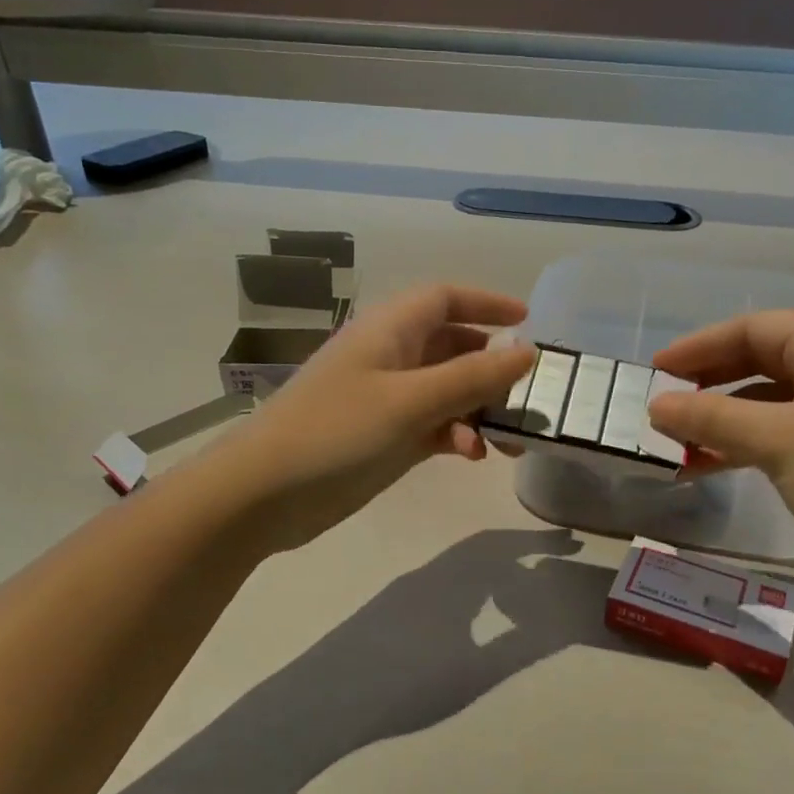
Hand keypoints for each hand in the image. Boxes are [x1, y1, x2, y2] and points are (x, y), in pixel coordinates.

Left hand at [188, 284, 533, 554]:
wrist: (264, 495)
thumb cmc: (336, 431)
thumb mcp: (410, 401)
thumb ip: (472, 377)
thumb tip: (526, 351)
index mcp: (390, 330)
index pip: (445, 298)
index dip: (487, 303)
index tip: (528, 322)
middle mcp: (391, 357)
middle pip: (455, 347)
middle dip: (492, 369)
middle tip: (528, 397)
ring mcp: (388, 399)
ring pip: (449, 392)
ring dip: (480, 410)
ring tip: (508, 442)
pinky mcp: (386, 437)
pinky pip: (435, 425)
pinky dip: (457, 435)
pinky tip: (471, 455)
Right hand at [646, 312, 793, 584]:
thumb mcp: (778, 442)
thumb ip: (710, 418)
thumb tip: (655, 406)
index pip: (752, 328)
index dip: (698, 347)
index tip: (654, 369)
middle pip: (760, 359)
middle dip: (708, 384)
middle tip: (662, 403)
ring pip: (769, 399)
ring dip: (722, 419)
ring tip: (675, 442)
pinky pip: (784, 428)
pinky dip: (746, 442)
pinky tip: (708, 463)